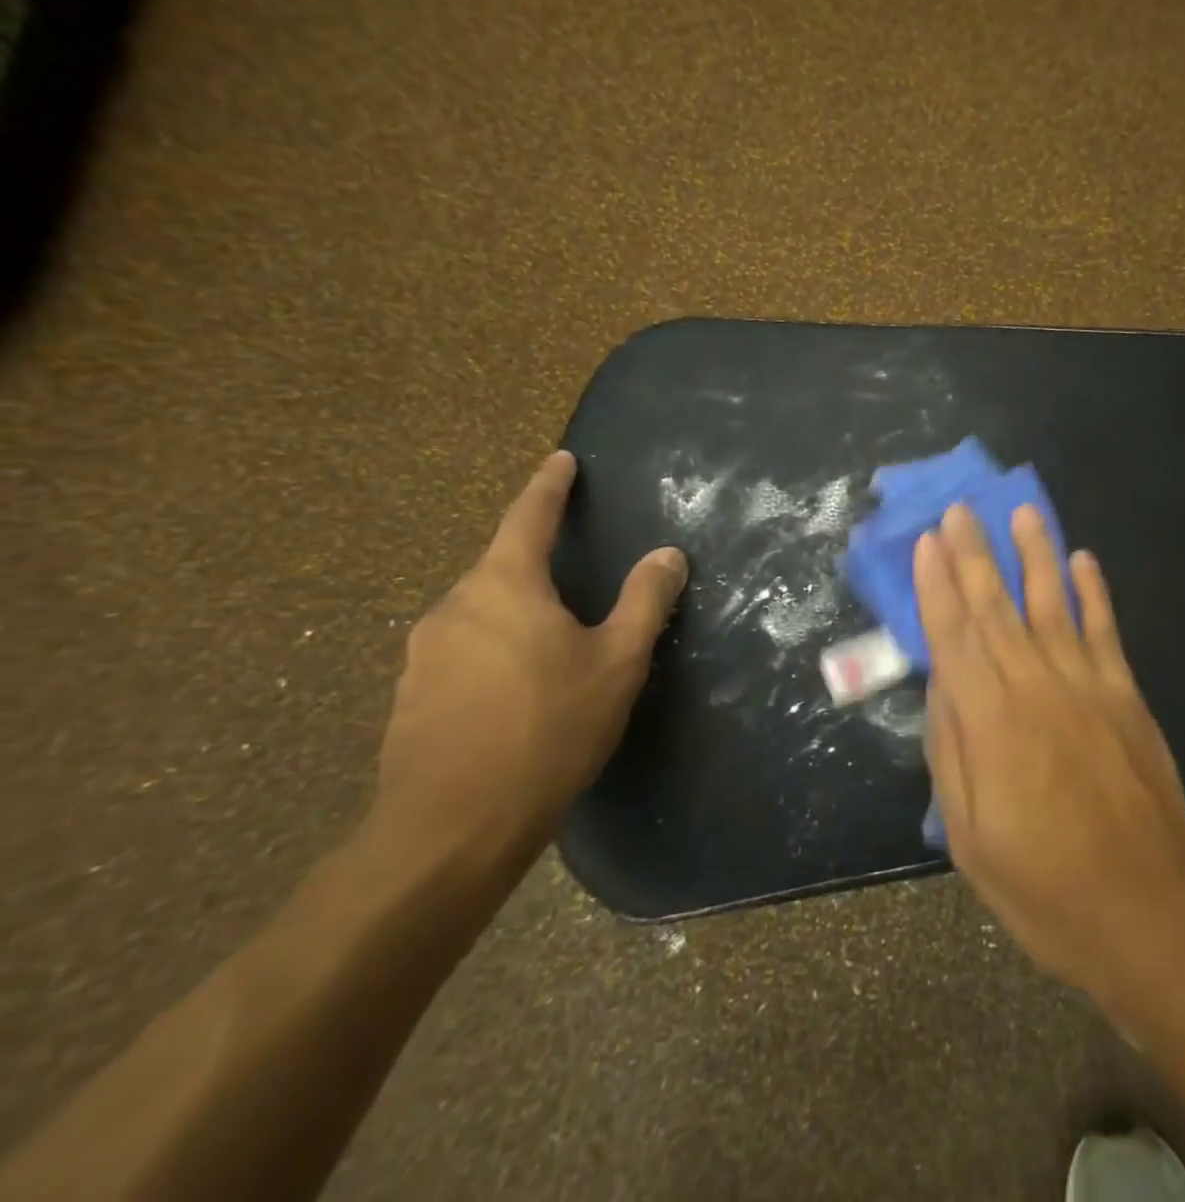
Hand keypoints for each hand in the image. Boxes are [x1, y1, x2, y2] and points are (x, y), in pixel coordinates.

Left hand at [376, 451, 686, 859]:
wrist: (451, 829)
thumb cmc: (547, 729)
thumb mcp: (616, 661)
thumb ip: (645, 600)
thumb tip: (668, 553)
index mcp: (504, 586)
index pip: (528, 517)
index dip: (549, 486)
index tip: (561, 459)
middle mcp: (454, 607)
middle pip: (500, 566)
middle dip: (534, 559)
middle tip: (573, 569)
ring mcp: (424, 653)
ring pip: (480, 612)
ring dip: (515, 611)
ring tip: (551, 637)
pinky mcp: (411, 696)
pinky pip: (463, 651)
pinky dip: (494, 650)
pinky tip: (518, 688)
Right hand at [915, 503, 1184, 998]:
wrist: (1143, 912)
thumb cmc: (1041, 884)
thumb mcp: (968, 834)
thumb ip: (950, 750)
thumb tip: (942, 682)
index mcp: (990, 721)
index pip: (954, 635)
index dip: (937, 585)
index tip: (927, 542)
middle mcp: (1035, 686)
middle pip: (997, 607)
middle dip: (974, 554)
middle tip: (961, 509)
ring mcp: (1087, 686)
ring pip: (1053, 603)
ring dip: (1035, 554)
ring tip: (1022, 511)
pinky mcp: (1126, 696)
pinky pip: (1105, 631)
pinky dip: (1093, 592)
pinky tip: (1082, 560)